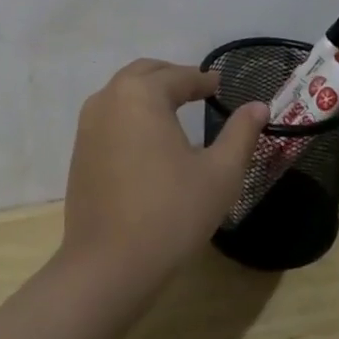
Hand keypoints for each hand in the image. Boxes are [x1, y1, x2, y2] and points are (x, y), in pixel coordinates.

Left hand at [59, 58, 266, 295]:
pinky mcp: (80, 151)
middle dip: (172, 77)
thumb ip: (241, 133)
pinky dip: (130, 114)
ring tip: (174, 110)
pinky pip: (109, 117)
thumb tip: (258, 106)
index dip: (203, 80)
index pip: (178, 77)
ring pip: (122, 92)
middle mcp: (109, 99)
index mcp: (141, 94)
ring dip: (148, 93)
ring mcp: (88, 125)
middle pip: (144, 73)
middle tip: (198, 89)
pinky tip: (148, 140)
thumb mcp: (220, 174)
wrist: (108, 266)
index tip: (220, 85)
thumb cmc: (171, 214)